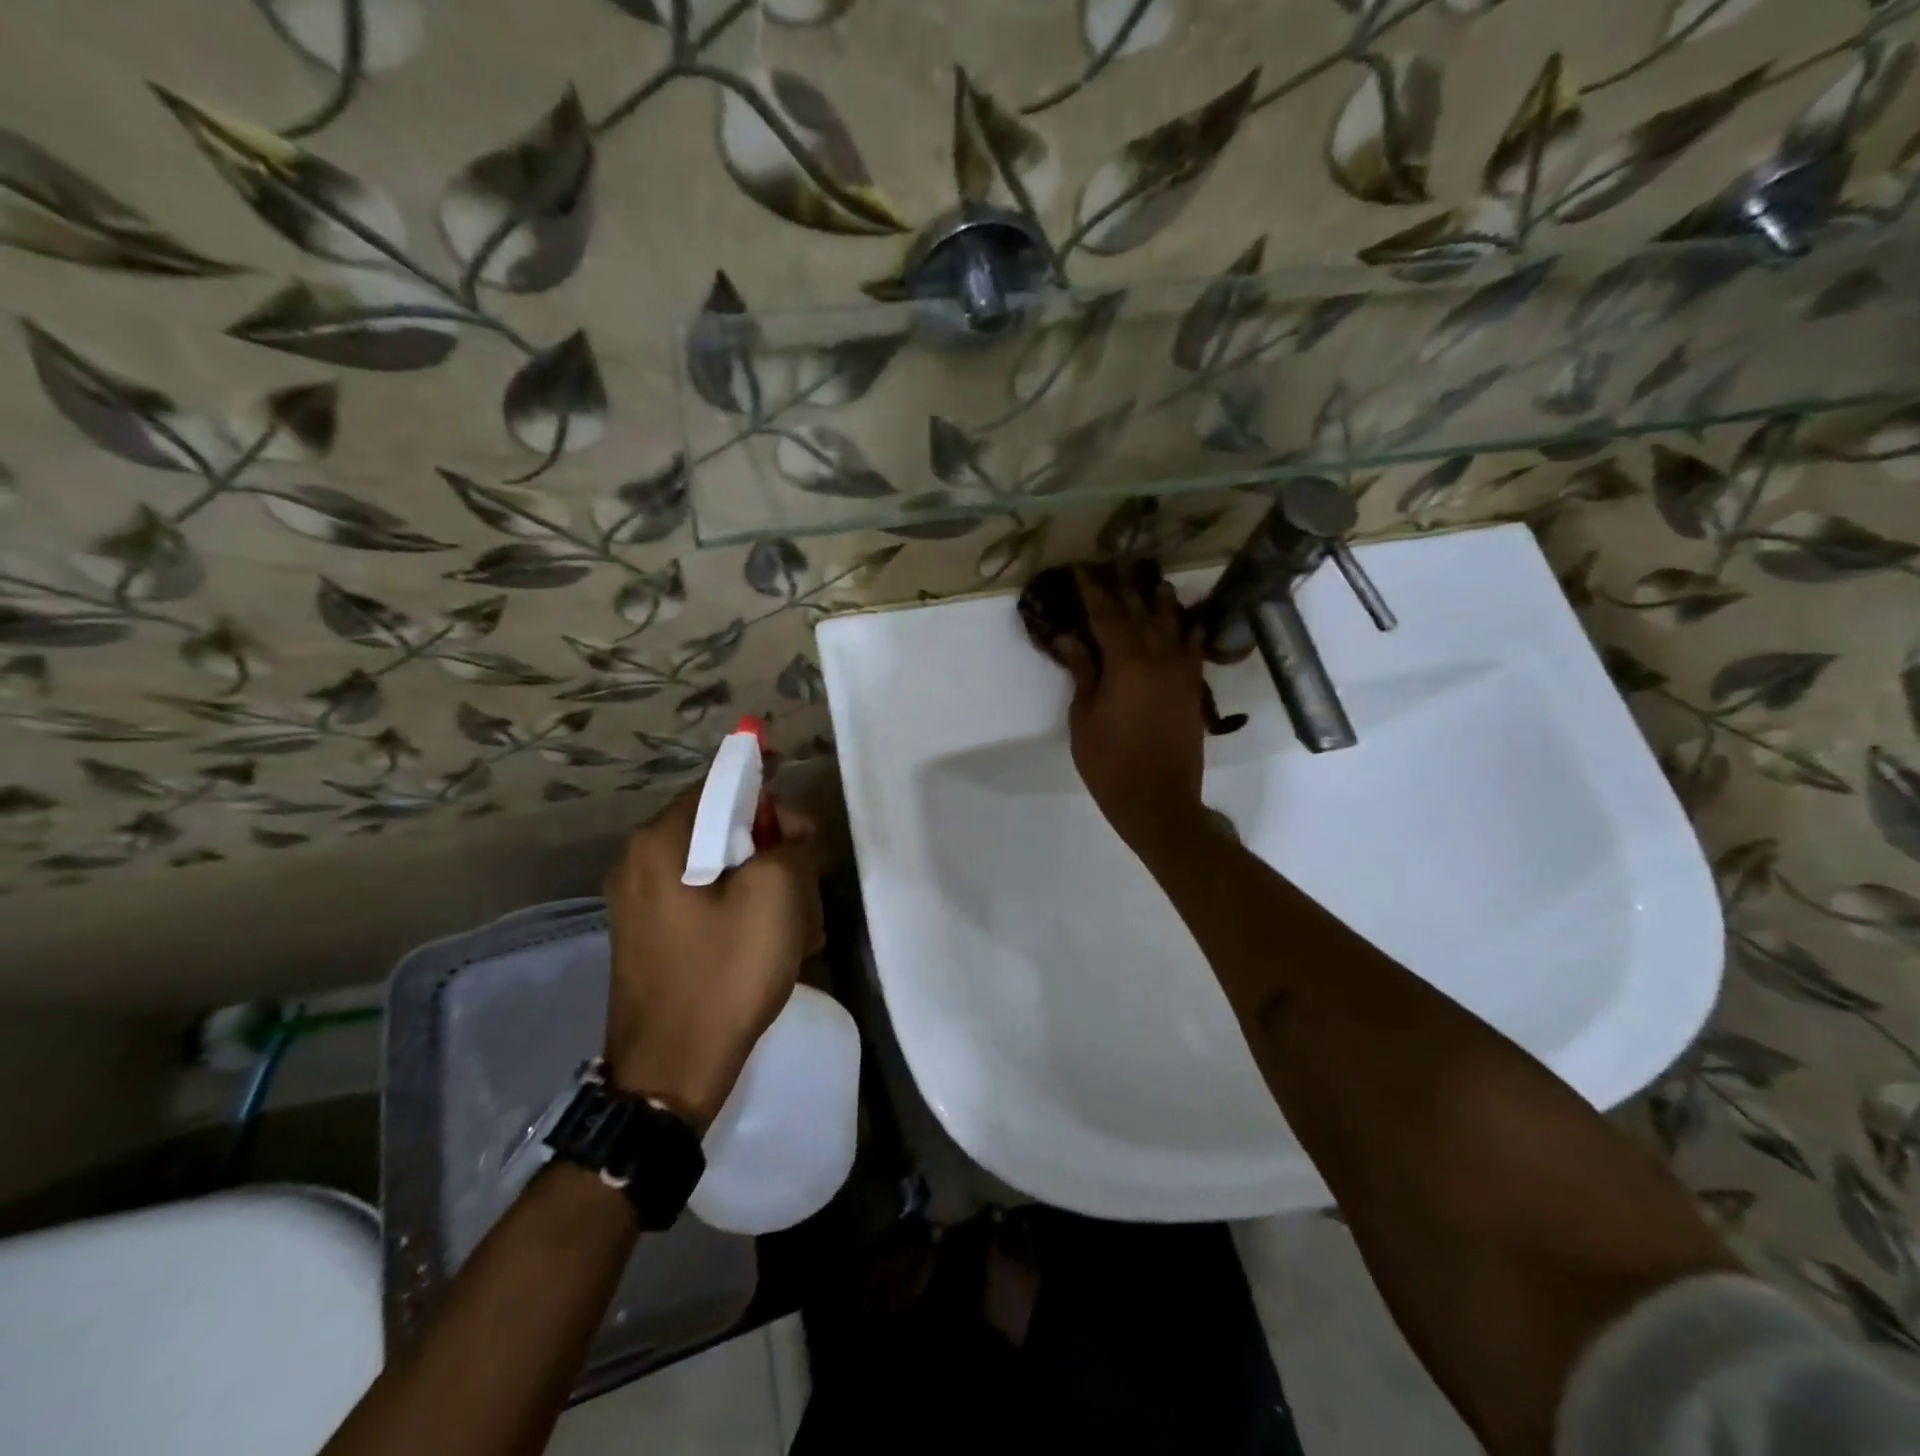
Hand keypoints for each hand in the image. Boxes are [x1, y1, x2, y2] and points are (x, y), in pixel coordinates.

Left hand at [602, 789, 823, 1131]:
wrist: (670, 1074)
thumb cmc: (725, 975)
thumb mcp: (775, 896)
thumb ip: (787, 844)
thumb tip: (784, 835)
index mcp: (661, 842)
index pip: (720, 785)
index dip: (767, 788)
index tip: (804, 817)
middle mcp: (641, 863)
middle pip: (723, 829)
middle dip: (774, 850)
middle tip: (809, 882)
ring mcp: (644, 904)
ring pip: (722, 870)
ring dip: (767, 887)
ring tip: (802, 927)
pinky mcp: (655, 938)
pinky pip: (709, 903)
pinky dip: (745, 912)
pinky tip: (778, 947)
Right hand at [1054, 566, 1210, 851]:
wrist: (1159, 800)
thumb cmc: (1110, 763)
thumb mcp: (1084, 719)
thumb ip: (1082, 674)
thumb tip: (1070, 639)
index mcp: (1126, 663)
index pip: (1106, 616)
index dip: (1092, 591)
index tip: (1081, 569)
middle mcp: (1158, 658)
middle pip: (1141, 612)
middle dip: (1126, 587)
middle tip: (1116, 564)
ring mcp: (1181, 673)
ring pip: (1173, 625)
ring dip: (1161, 602)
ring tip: (1154, 581)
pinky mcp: (1194, 690)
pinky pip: (1193, 649)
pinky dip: (1188, 631)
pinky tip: (1187, 621)